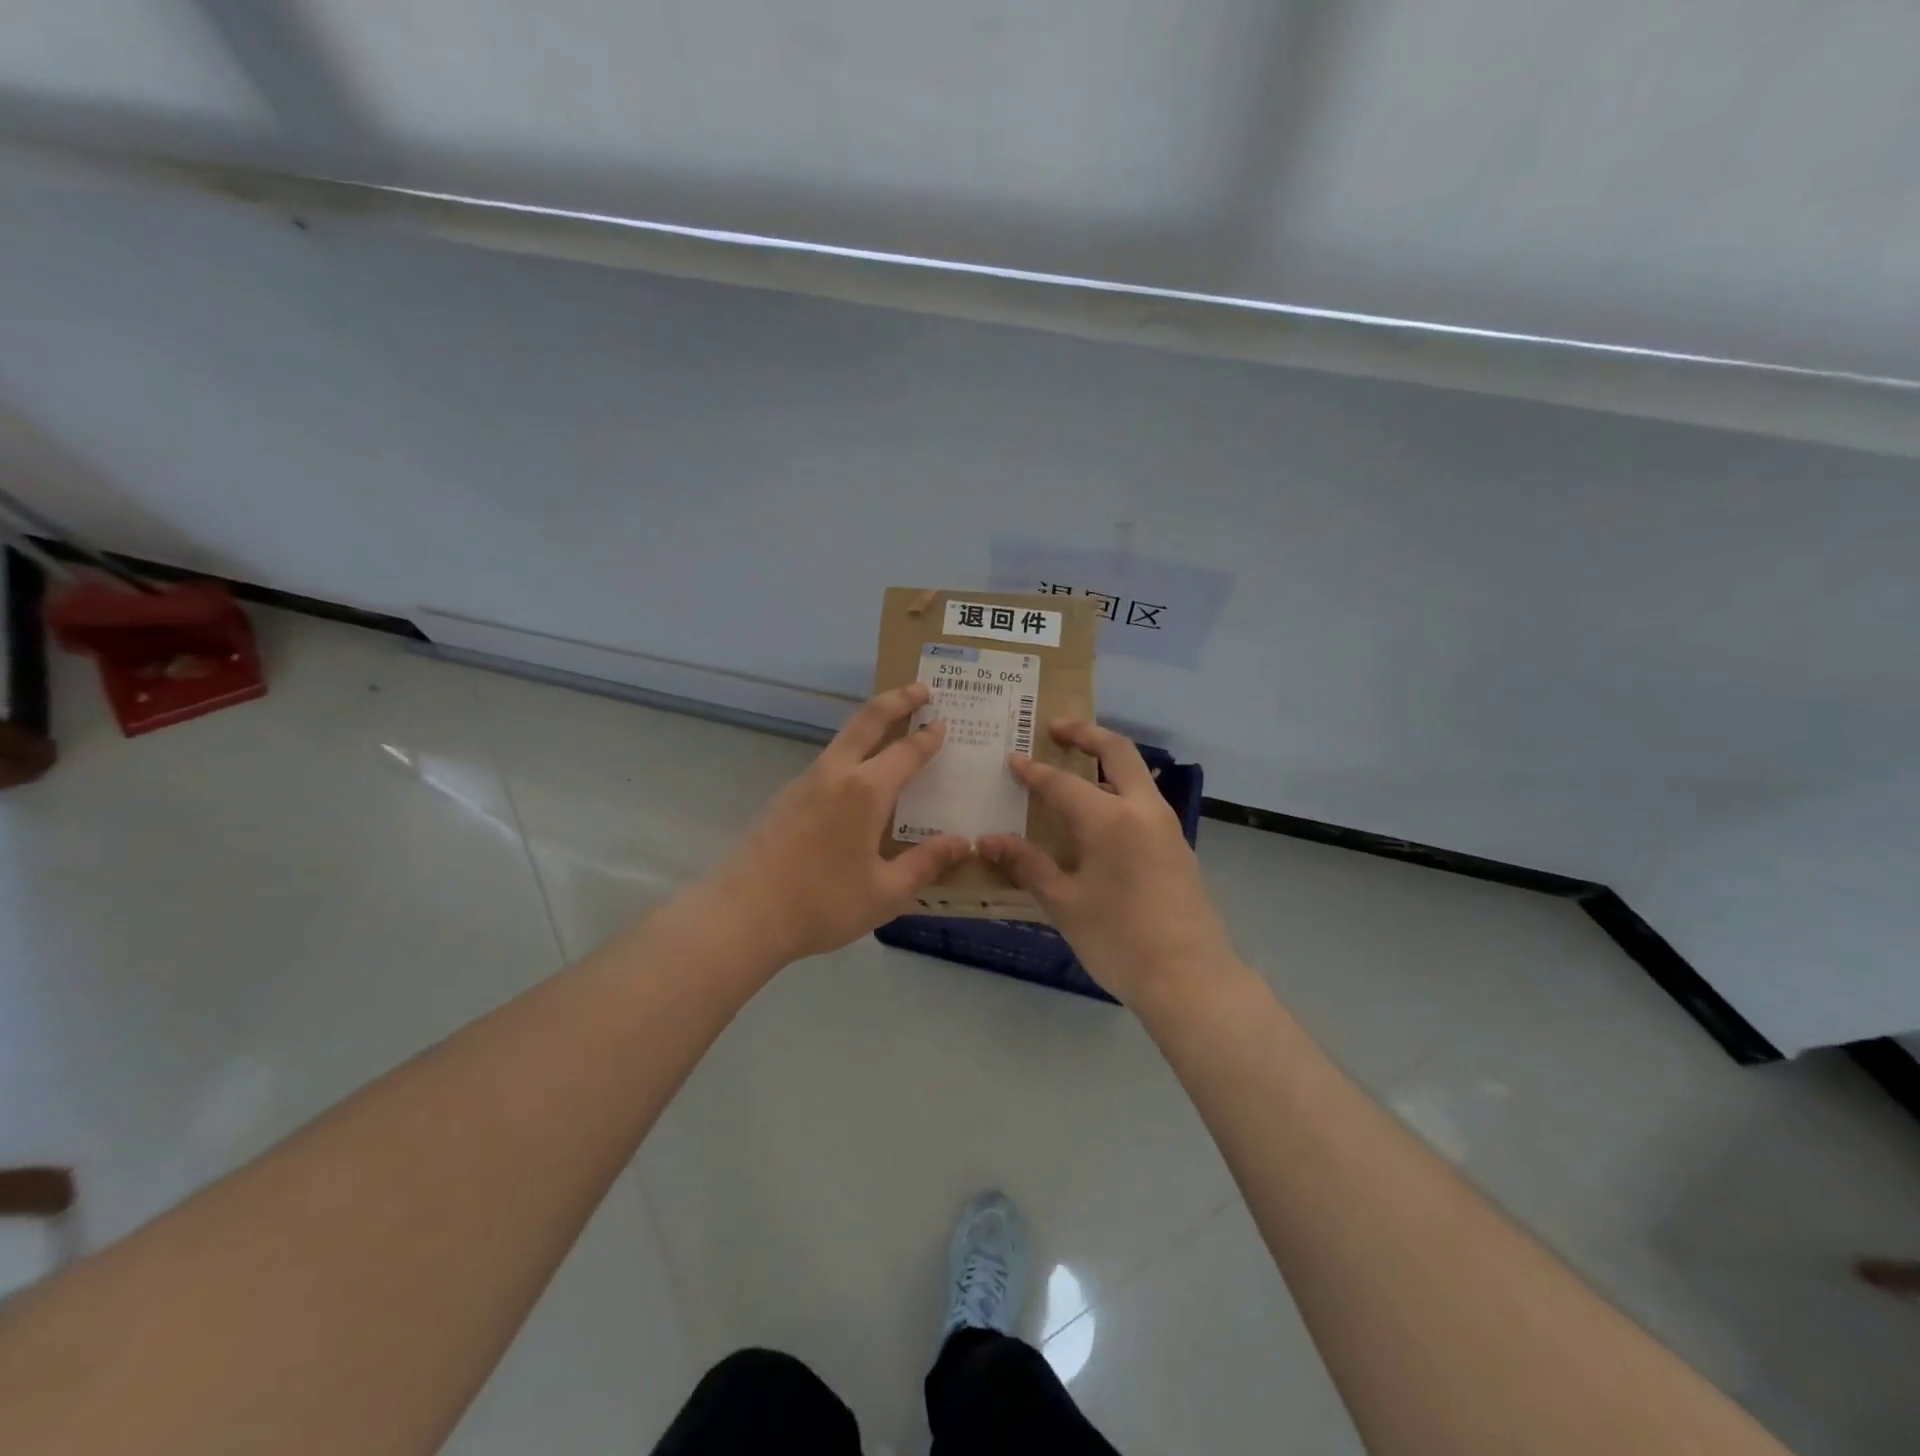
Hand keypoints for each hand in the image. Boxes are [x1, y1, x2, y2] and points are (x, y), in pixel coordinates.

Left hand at [698, 683, 970, 966]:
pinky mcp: (785, 798)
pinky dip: (851, 755)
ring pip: (843, 739)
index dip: (928, 737)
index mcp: (865, 791)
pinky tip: (858, 785)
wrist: (742, 914)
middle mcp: (835, 774)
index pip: (906, 752)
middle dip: (897, 700)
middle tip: (921, 688)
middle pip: (867, 720)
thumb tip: (962, 843)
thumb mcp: (886, 893)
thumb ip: (926, 864)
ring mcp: (804, 782)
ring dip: (871, 725)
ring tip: (893, 732)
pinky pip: (828, 764)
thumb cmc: (822, 903)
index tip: (944, 722)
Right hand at [979, 722, 1237, 1006]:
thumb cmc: (1119, 939)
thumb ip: (1027, 864)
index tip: (1011, 759)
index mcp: (1110, 818)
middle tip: (1057, 728)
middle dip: (1086, 734)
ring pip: (1136, 776)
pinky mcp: (1177, 847)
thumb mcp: (1064, 903)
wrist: (1190, 979)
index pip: (1062, 782)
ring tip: (1074, 768)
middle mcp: (1142, 810)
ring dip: (1106, 762)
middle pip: (1118, 751)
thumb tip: (987, 840)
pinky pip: (1143, 803)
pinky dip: (1118, 791)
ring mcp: (1166, 827)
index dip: (1033, 771)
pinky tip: (1098, 818)